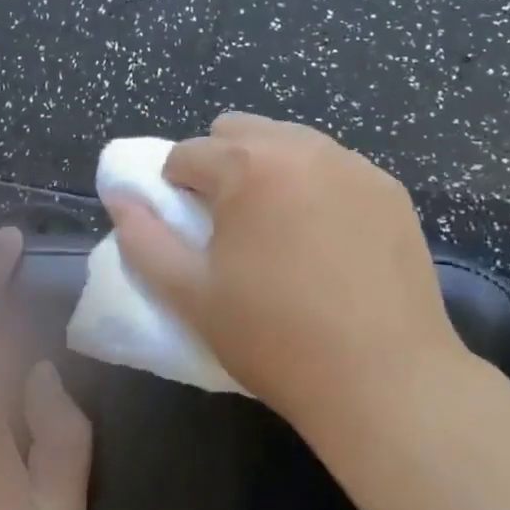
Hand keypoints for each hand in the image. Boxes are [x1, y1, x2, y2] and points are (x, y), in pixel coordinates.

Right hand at [104, 113, 461, 426]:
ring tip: (279, 229)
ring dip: (269, 169)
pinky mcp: (389, 189)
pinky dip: (316, 185)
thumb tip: (120, 198)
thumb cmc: (274, 338)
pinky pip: (335, 167)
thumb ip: (144, 240)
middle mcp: (303, 147)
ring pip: (291, 141)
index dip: (174, 189)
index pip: (187, 153)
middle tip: (230, 223)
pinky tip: (327, 239)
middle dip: (221, 165)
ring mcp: (353, 164)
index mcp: (248, 166)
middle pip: (239, 131)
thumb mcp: (191, 296)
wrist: (383, 379)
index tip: (189, 231)